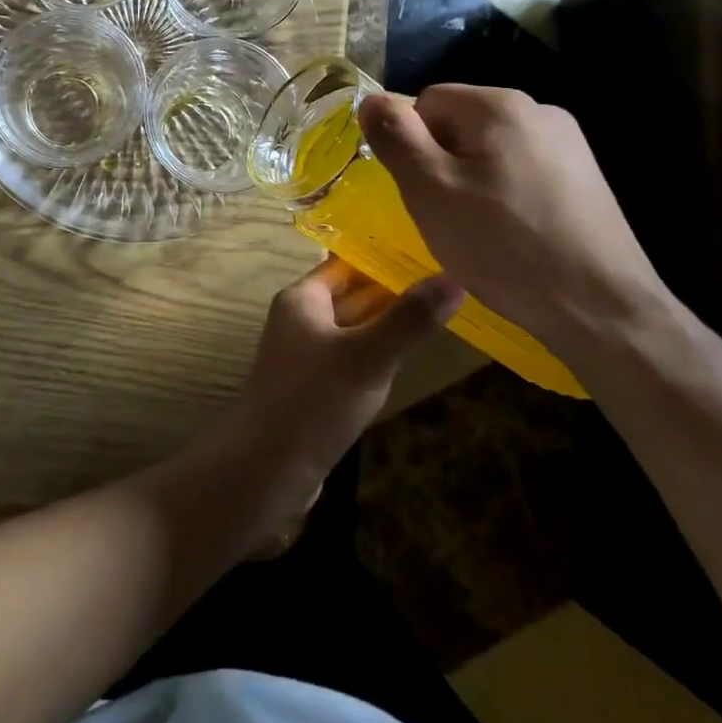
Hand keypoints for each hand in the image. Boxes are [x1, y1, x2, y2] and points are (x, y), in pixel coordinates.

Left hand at [230, 258, 459, 499]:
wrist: (267, 468)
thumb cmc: (314, 400)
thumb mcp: (368, 356)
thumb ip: (409, 319)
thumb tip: (454, 278)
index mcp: (302, 299)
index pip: (346, 263)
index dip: (385, 258)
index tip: (429, 254)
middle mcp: (299, 319)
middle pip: (351, 294)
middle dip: (392, 292)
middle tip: (445, 283)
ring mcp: (304, 355)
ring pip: (352, 329)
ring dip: (385, 325)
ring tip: (436, 316)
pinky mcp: (312, 387)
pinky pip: (349, 359)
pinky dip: (374, 356)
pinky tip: (402, 362)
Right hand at [357, 85, 671, 359]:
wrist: (602, 309)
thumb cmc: (503, 245)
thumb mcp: (430, 190)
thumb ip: (396, 137)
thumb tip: (371, 99)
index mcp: (500, 105)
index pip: (427, 101)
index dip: (411, 144)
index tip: (420, 190)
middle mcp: (539, 111)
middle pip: (460, 123)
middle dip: (441, 162)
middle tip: (444, 214)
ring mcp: (569, 144)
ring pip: (489, 150)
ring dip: (471, 181)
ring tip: (478, 230)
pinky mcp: (584, 179)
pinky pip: (521, 171)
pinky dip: (504, 195)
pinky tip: (512, 236)